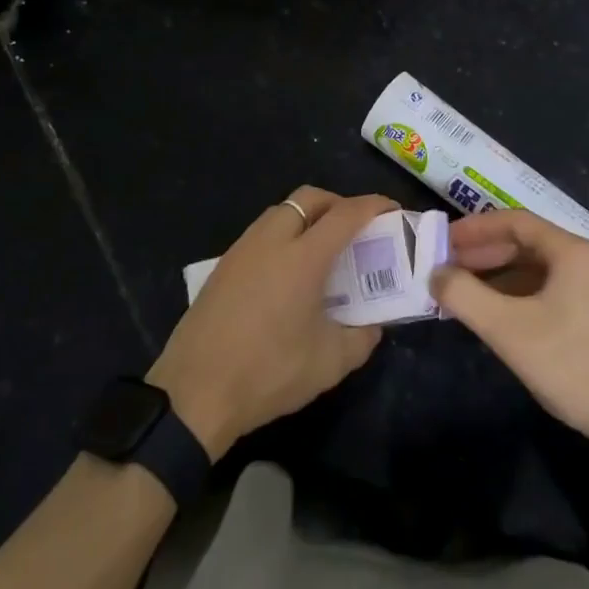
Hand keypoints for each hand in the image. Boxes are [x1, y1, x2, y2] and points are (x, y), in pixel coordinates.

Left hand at [148, 187, 395, 458]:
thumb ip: (362, 338)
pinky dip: (284, 234)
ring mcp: (243, 248)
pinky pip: (262, 231)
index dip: (372, 206)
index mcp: (302, 256)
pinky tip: (289, 270)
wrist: (195, 390)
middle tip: (356, 228)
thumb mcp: (329, 363)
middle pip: (309, 198)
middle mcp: (272, 240)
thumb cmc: (269, 372)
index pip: (345, 214)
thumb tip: (374, 324)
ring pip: (282, 211)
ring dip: (308, 216)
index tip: (392, 208)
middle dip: (338, 203)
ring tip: (324, 249)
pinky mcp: (223, 264)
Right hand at [431, 209, 588, 454]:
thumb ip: (464, 295)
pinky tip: (504, 314)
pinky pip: (558, 287)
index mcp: (574, 251)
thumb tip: (436, 274)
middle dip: (486, 253)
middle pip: (529, 243)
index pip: (515, 222)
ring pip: (543, 267)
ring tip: (469, 292)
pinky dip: (526, 293)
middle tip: (450, 267)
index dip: (475, 229)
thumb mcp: (507, 330)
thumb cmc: (573, 366)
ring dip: (503, 275)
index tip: (444, 241)